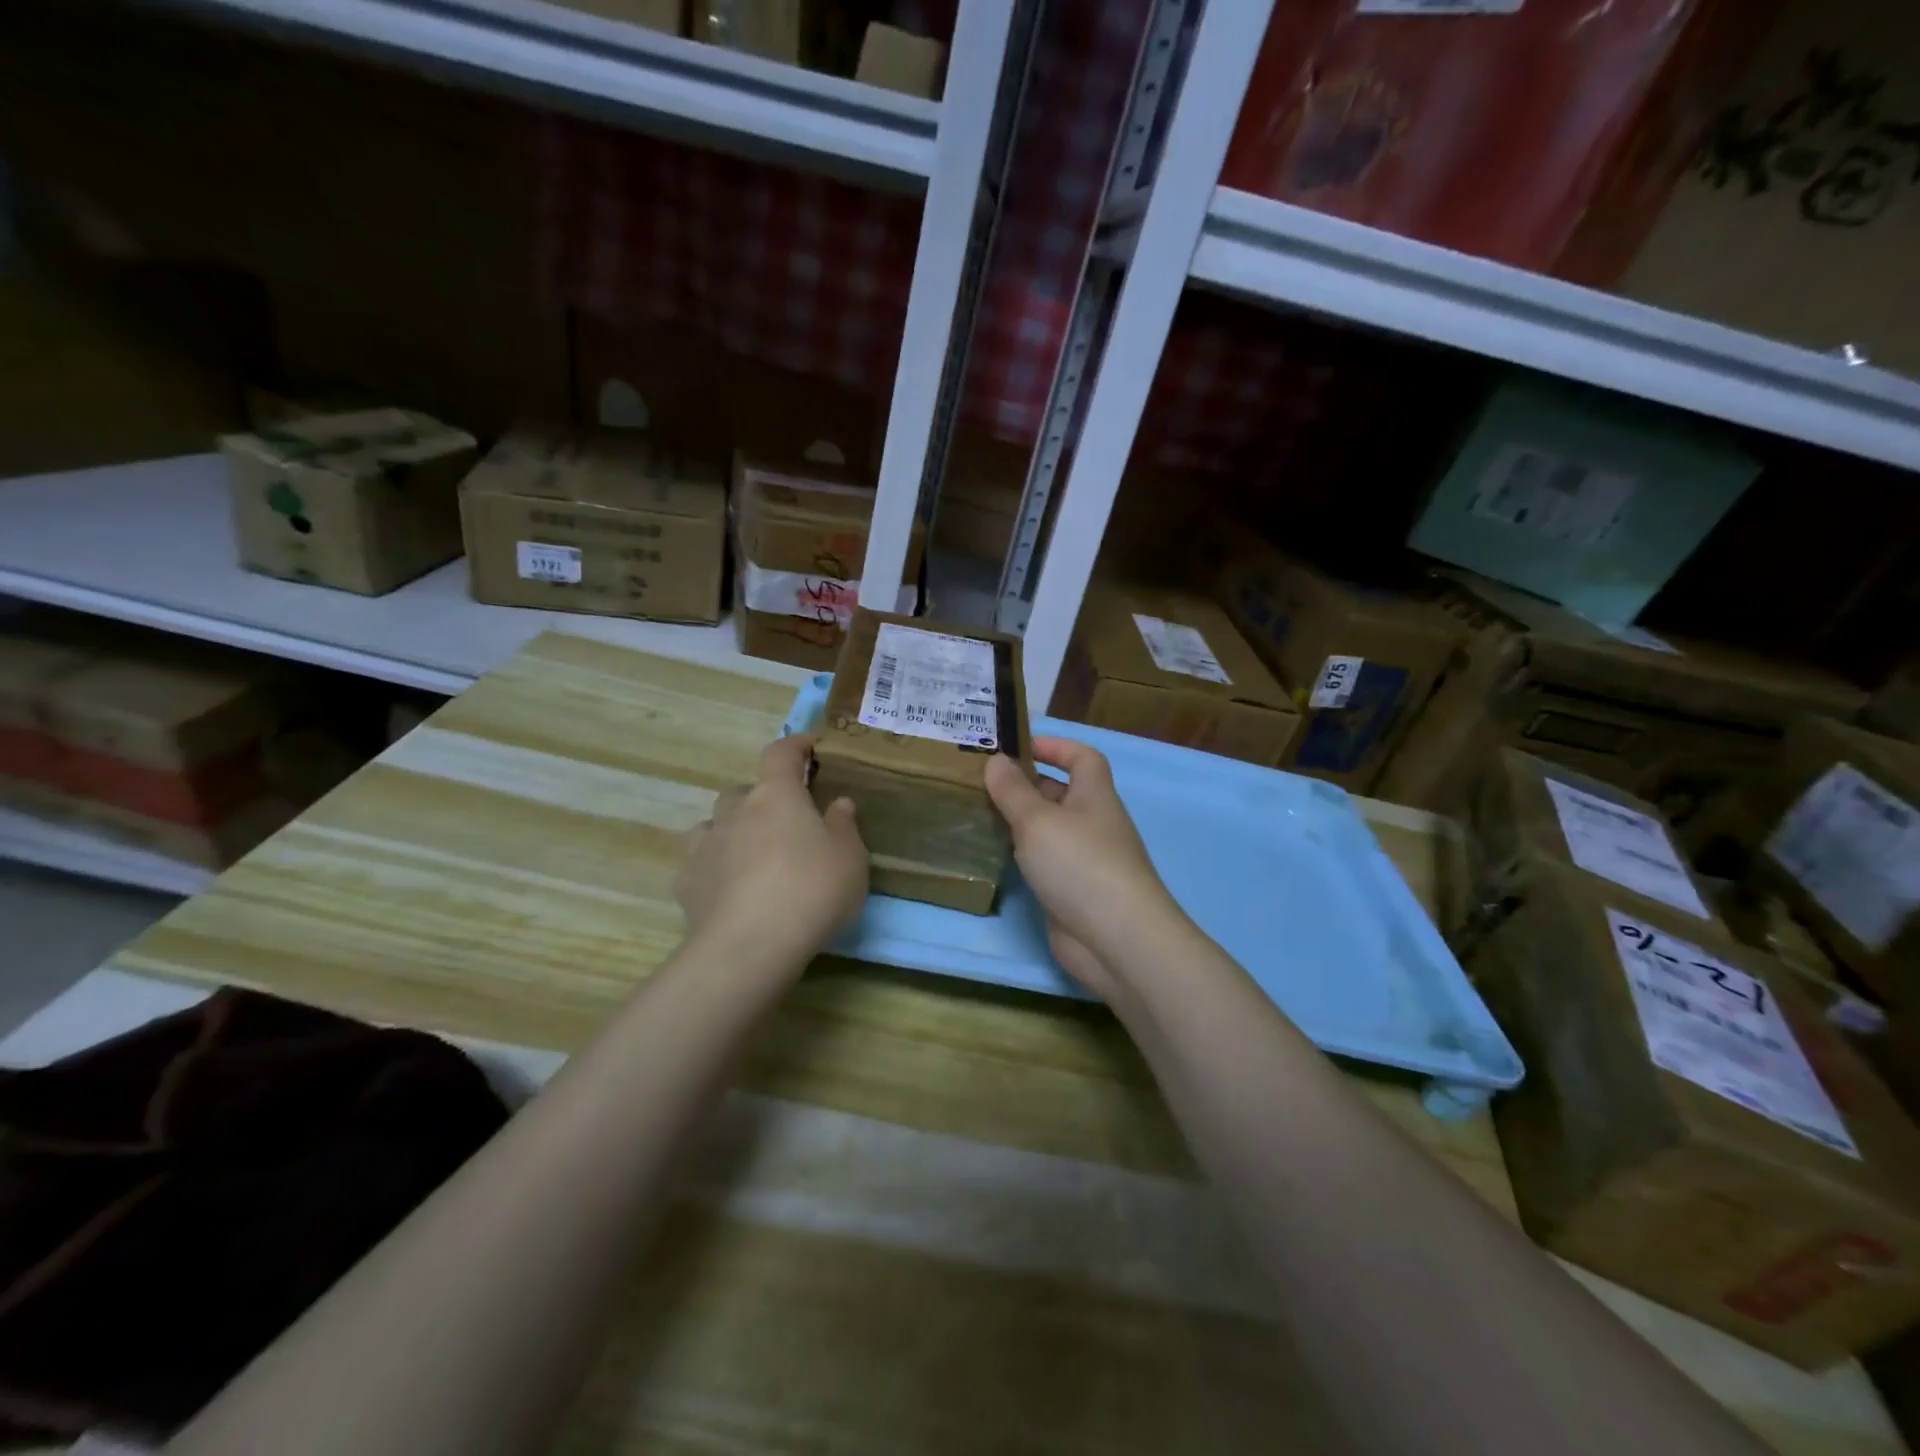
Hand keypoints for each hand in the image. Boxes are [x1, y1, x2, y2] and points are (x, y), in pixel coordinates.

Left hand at [676, 735, 868, 970]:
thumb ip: (844, 826)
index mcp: (776, 795)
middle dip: (762, 798)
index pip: (781, 754)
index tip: (809, 745)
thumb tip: (838, 803)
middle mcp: (735, 811)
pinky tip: (728, 890)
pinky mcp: (687, 884)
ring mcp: (705, 846)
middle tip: (785, 820)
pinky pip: (700, 864)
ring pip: (714, 824)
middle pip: (743, 790)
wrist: (749, 946)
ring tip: (751, 853)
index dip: (795, 745)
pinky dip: (714, 868)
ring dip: (732, 830)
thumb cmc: (812, 890)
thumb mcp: (850, 858)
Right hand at [984, 736, 1183, 998]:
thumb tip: (996, 760)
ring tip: (978, 813)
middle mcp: (1093, 823)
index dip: (1055, 746)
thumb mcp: (1038, 820)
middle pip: (1061, 793)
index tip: (1017, 745)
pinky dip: (1021, 854)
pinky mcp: (1072, 891)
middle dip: (1026, 784)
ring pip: (1049, 829)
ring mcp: (1084, 860)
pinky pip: (1043, 862)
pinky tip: (994, 854)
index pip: (1082, 758)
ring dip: (1019, 821)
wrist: (1116, 940)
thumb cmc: (1080, 865)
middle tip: (982, 782)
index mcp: (1094, 796)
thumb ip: (1013, 790)